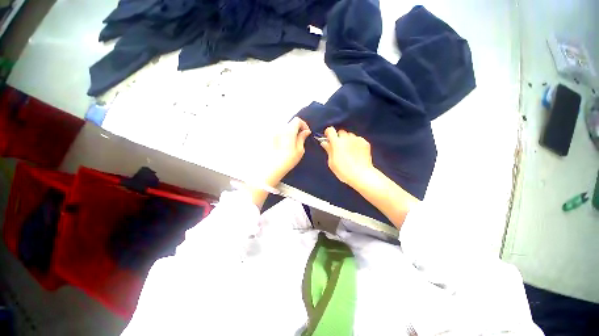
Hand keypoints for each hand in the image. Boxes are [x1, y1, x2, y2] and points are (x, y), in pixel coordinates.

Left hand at [249, 118, 309, 207]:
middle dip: (297, 128)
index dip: (304, 124)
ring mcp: (273, 133)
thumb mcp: (299, 150)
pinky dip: (284, 135)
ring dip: (291, 132)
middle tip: (301, 137)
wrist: (271, 168)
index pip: (297, 120)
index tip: (306, 132)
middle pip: (290, 123)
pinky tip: (285, 145)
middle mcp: (279, 129)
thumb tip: (306, 132)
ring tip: (293, 142)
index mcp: (288, 131)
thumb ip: (302, 138)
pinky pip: (279, 132)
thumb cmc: (287, 161)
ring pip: (284, 128)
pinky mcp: (269, 138)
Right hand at [320, 127, 374, 186]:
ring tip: (348, 150)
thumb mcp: (332, 162)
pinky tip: (356, 152)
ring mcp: (357, 139)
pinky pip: (358, 139)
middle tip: (339, 148)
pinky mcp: (365, 142)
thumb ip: (328, 150)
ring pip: (350, 135)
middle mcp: (347, 138)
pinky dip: (355, 143)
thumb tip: (325, 143)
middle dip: (338, 138)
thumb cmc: (343, 171)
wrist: (361, 175)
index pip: (330, 130)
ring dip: (347, 140)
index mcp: (337, 143)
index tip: (328, 138)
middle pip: (341, 132)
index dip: (328, 133)